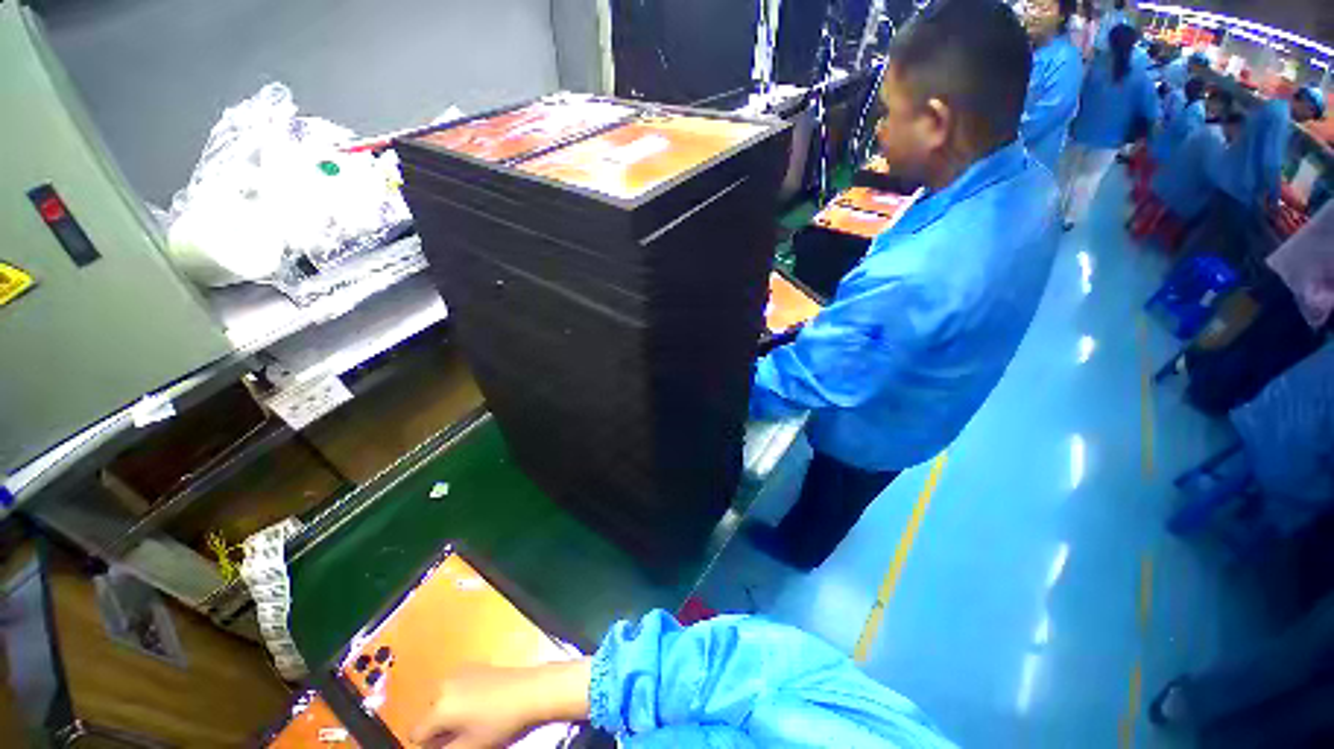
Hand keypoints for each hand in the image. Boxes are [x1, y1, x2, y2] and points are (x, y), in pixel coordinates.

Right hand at [411, 660, 592, 748]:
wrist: (531, 691)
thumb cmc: (501, 722)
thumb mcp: (469, 747)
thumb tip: (434, 748)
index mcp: (439, 706)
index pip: (416, 734)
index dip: (430, 745)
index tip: (447, 746)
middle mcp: (444, 684)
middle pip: (428, 715)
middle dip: (439, 728)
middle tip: (463, 735)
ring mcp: (460, 671)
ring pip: (442, 701)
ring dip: (450, 713)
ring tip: (474, 720)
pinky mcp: (475, 665)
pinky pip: (456, 687)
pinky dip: (462, 698)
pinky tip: (482, 705)